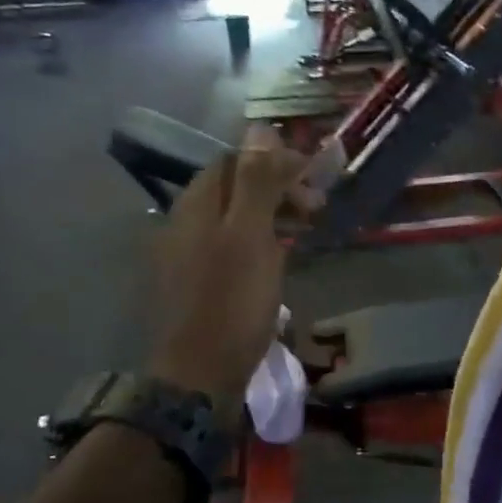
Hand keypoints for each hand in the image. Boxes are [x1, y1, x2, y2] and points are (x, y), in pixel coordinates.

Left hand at [146, 127, 310, 413]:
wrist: (199, 374)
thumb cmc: (232, 302)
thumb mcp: (250, 236)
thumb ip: (256, 182)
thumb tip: (261, 128)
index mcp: (196, 205)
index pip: (236, 161)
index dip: (276, 162)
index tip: (315, 180)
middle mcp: (185, 222)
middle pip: (234, 188)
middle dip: (277, 188)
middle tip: (316, 208)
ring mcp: (187, 254)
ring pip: (234, 217)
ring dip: (271, 215)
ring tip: (304, 231)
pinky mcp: (197, 283)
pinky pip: (231, 245)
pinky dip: (259, 241)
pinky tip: (278, 259)